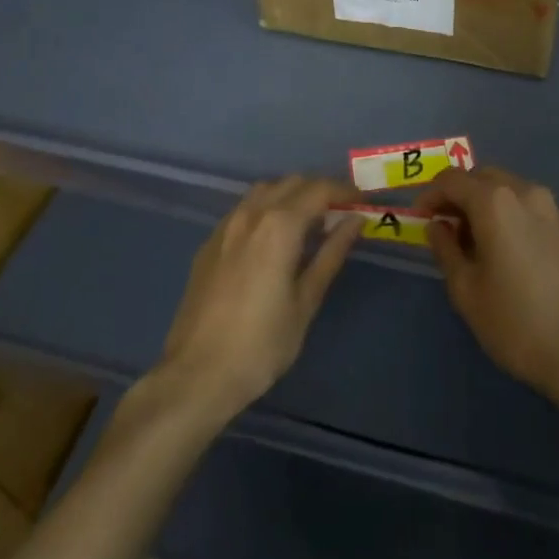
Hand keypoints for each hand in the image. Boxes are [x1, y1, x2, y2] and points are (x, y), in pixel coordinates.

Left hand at [150, 176, 361, 423]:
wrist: (195, 376)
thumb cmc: (261, 345)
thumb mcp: (306, 302)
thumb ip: (331, 254)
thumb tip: (355, 221)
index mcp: (279, 226)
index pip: (319, 189)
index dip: (345, 192)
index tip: (363, 203)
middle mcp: (251, 214)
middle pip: (292, 183)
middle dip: (320, 191)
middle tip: (341, 214)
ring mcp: (225, 226)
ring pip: (265, 191)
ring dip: (291, 196)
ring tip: (309, 223)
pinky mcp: (209, 243)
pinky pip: (244, 209)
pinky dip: (266, 209)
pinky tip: (273, 239)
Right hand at [421, 167, 558, 407]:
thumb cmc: (517, 323)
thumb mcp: (467, 291)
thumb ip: (446, 250)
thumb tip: (437, 225)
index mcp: (495, 201)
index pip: (451, 180)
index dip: (429, 196)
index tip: (418, 220)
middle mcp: (524, 191)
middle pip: (481, 177)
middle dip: (457, 196)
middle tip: (442, 229)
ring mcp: (550, 207)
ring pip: (505, 188)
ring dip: (482, 203)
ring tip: (470, 242)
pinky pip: (525, 204)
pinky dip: (505, 213)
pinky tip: (501, 248)